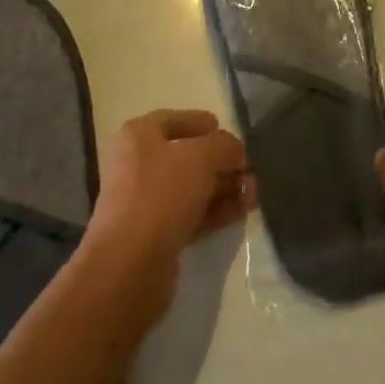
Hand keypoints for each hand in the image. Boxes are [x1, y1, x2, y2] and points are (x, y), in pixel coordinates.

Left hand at [85, 109, 252, 318]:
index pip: (174, 119)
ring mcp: (146, 201)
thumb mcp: (201, 157)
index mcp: (139, 136)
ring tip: (254, 193)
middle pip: (187, 156)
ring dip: (224, 188)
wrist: (130, 263)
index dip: (203, 123)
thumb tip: (235, 151)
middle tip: (251, 170)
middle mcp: (138, 164)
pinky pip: (192, 214)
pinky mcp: (157, 233)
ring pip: (192, 187)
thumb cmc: (161, 194)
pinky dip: (216, 211)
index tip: (231, 134)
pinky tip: (241, 212)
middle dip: (222, 161)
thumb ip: (224, 146)